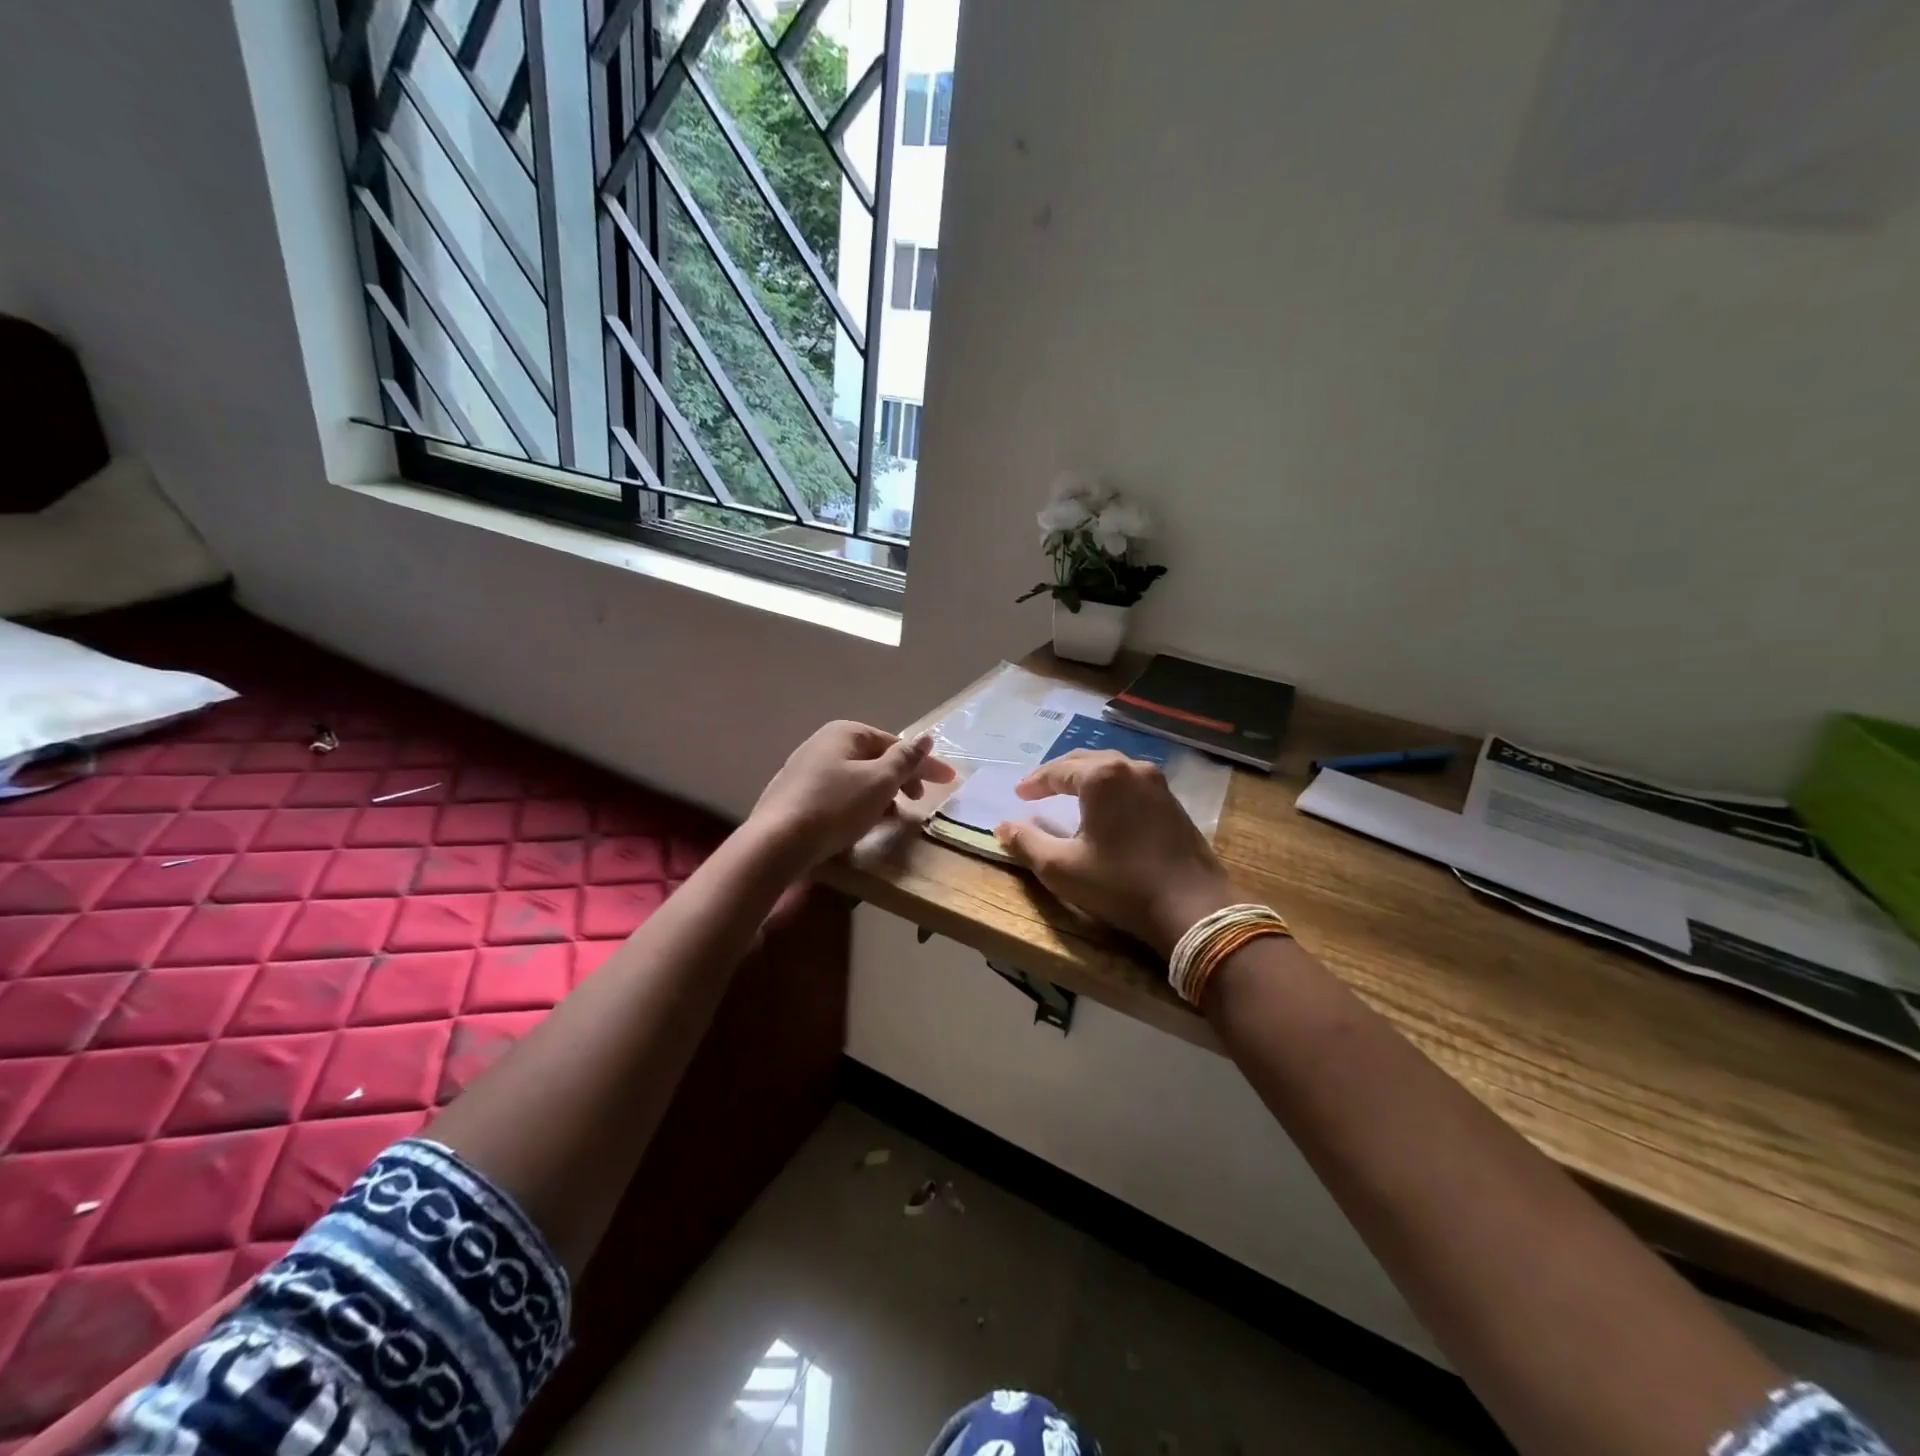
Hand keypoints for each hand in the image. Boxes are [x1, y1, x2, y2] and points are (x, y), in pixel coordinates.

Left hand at [749, 721, 955, 869]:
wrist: (776, 842)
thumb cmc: (835, 806)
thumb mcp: (879, 782)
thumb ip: (905, 759)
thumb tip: (926, 737)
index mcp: (845, 732)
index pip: (895, 744)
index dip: (924, 763)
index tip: (948, 782)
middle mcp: (822, 743)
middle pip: (874, 759)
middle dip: (901, 779)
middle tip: (919, 801)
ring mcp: (804, 769)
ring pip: (856, 778)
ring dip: (881, 794)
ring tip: (894, 817)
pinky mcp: (794, 795)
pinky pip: (838, 794)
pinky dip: (858, 804)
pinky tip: (862, 824)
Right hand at [993, 750, 1235, 957]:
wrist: (1193, 908)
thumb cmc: (1120, 884)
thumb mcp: (1062, 868)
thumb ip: (1027, 842)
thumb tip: (1003, 826)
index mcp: (1102, 777)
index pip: (1058, 770)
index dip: (1034, 782)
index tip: (1019, 794)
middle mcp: (1131, 769)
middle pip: (1086, 761)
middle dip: (1059, 773)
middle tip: (1039, 789)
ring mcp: (1158, 784)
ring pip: (1113, 769)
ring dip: (1087, 778)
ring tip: (1069, 794)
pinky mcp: (1174, 803)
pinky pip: (1132, 783)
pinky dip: (1111, 789)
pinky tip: (1105, 808)